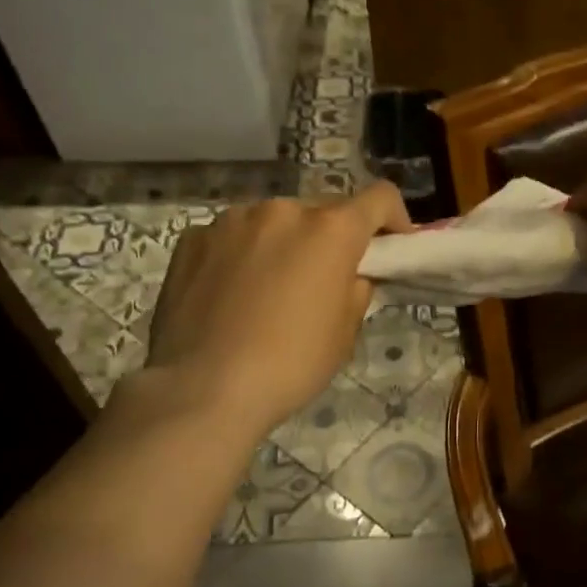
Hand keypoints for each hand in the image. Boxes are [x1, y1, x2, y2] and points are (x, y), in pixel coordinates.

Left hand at [142, 184, 411, 429]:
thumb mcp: (345, 333)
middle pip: (323, 210)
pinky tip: (232, 294)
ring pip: (274, 221)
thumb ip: (354, 290)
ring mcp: (232, 221)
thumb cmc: (291, 363)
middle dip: (332, 237)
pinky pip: (233, 236)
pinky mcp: (192, 239)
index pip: (380, 198)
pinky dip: (243, 254)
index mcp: (331, 230)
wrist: (203, 388)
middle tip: (325, 278)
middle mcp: (283, 211)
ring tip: (271, 288)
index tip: (392, 245)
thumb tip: (348, 277)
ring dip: (285, 242)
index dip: (394, 217)